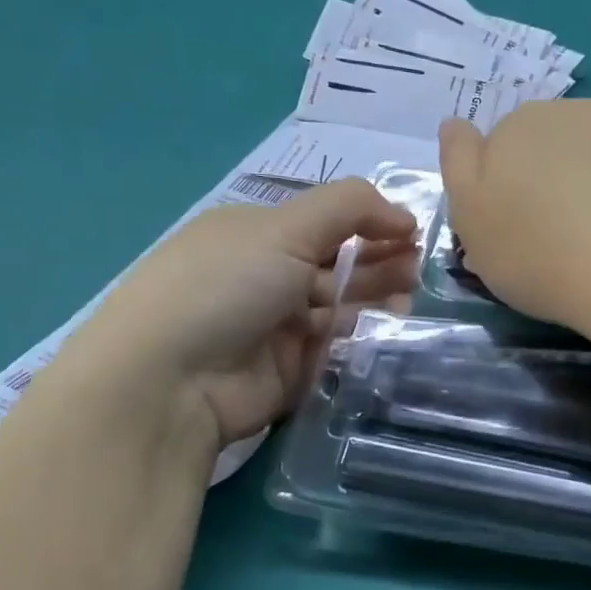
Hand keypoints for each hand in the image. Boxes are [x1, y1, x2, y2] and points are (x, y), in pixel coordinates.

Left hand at [53, 178, 417, 451]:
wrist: (172, 381)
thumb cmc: (225, 287)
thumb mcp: (284, 229)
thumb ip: (349, 208)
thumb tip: (403, 214)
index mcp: (258, 232)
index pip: (327, 221)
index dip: (371, 222)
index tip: (412, 232)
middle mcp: (268, 275)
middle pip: (338, 263)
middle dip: (380, 260)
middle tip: (418, 269)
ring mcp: (279, 325)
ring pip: (342, 305)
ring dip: (377, 298)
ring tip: (410, 299)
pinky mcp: (291, 368)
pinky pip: (336, 347)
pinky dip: (363, 337)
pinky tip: (390, 330)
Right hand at [439, 100, 590, 335]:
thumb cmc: (540, 257)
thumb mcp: (471, 222)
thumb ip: (458, 164)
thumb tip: (456, 122)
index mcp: (521, 125)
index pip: (506, 146)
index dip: (509, 187)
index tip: (520, 229)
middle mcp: (579, 111)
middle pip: (559, 143)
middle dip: (557, 179)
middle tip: (563, 238)